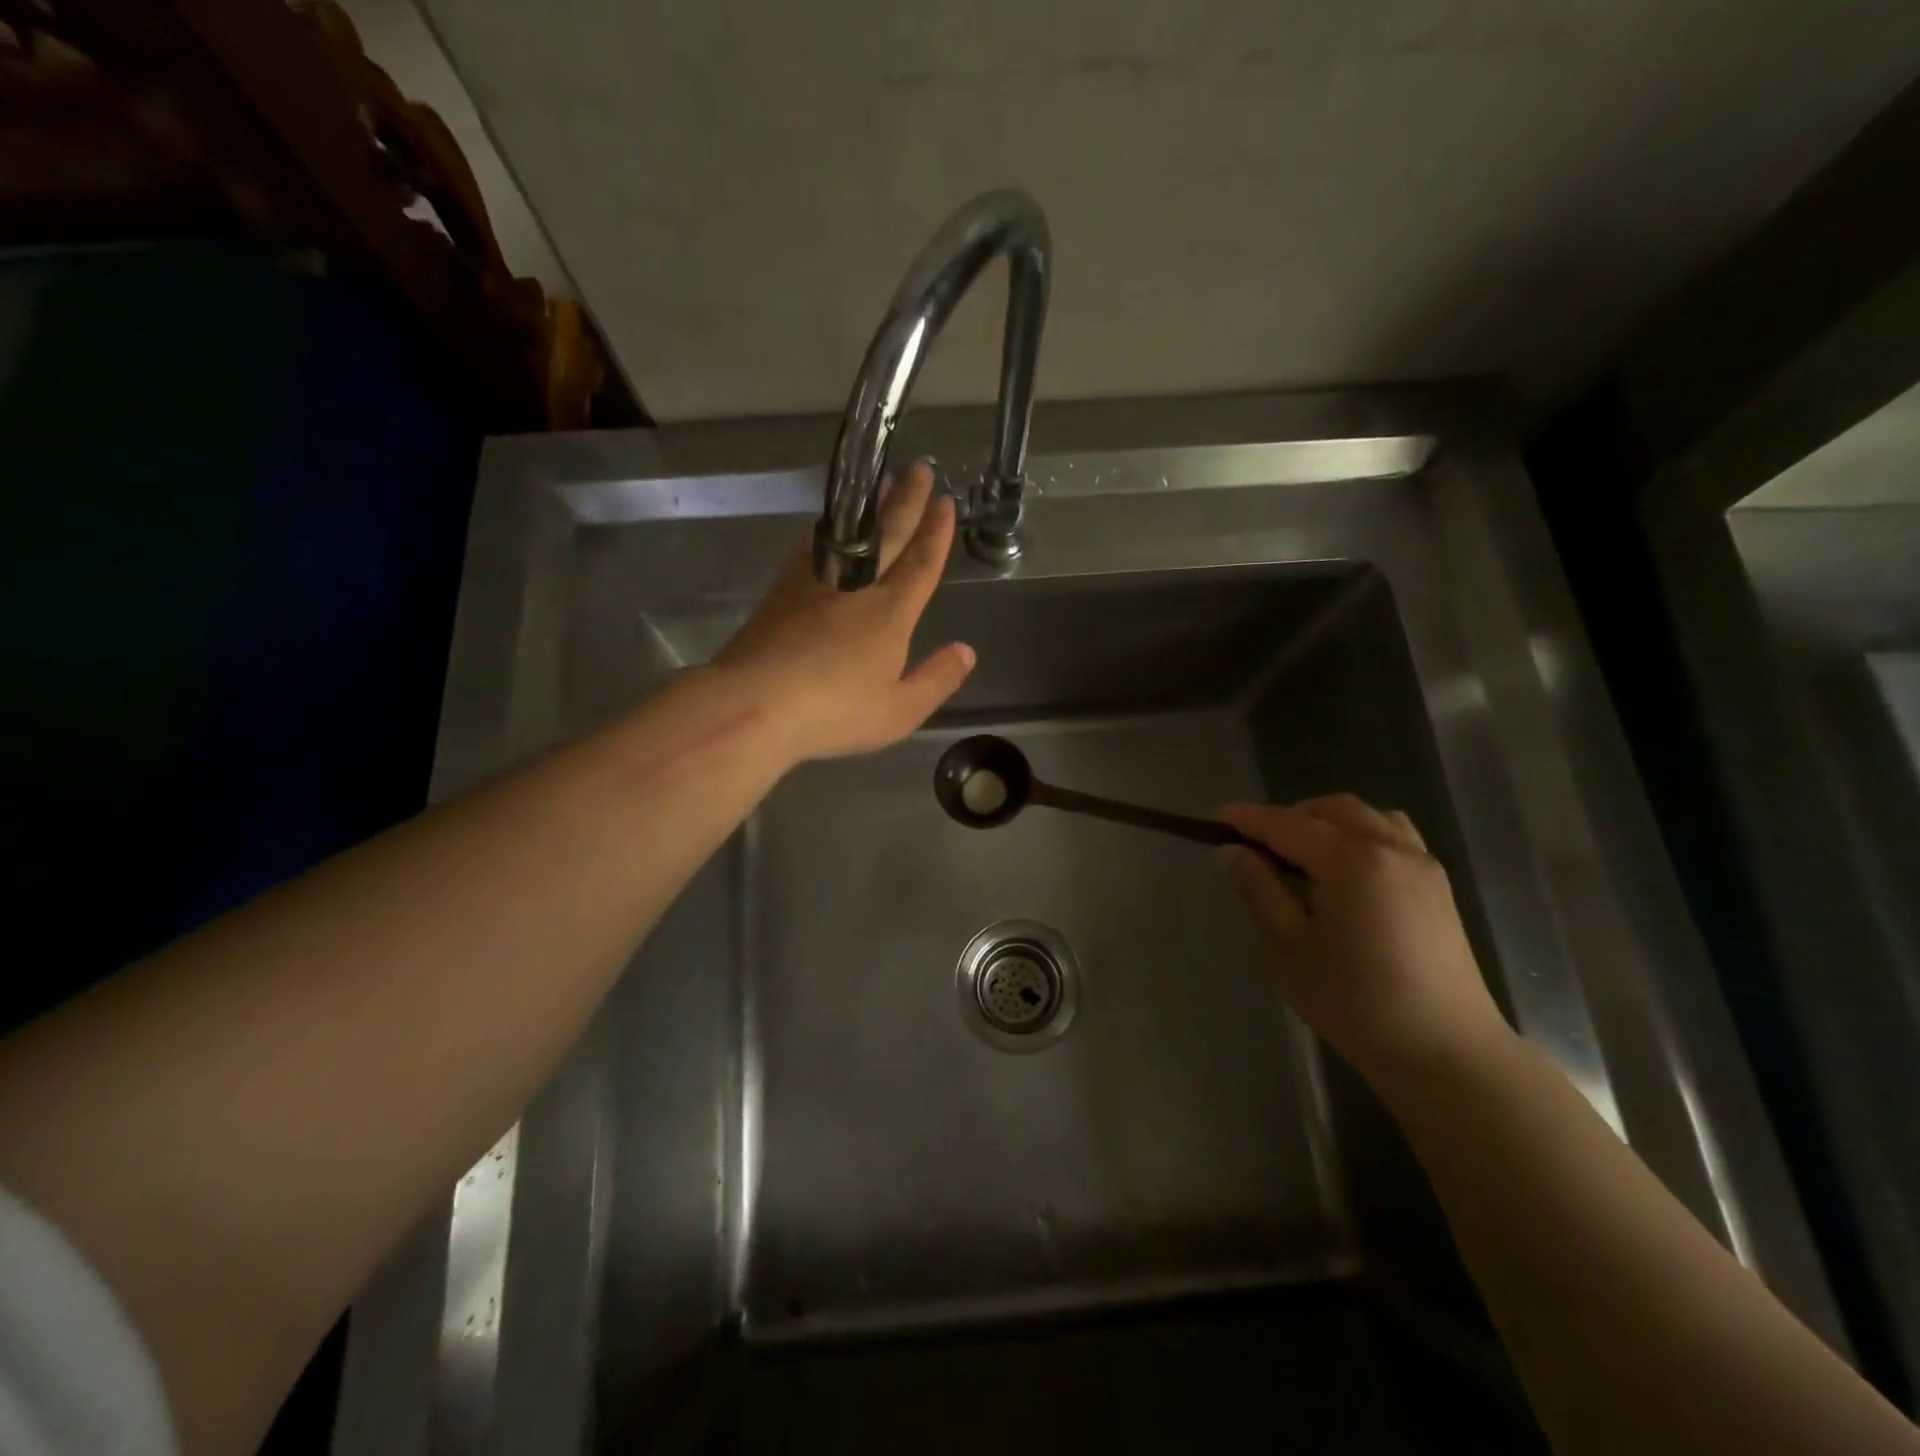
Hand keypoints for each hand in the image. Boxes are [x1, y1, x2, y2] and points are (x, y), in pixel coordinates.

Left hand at [717, 462, 975, 762]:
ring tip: (880, 482)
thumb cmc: (835, 711)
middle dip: (907, 502)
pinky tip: (827, 526)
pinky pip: (812, 547)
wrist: (755, 702)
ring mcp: (816, 583)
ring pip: (851, 534)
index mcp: (891, 613)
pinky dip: (826, 529)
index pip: (920, 563)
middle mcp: (857, 587)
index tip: (944, 502)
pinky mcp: (782, 589)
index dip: (935, 533)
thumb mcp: (899, 711)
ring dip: (870, 506)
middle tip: (919, 469)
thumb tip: (967, 651)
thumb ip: (937, 679)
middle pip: (888, 536)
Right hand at [1217, 796, 1512, 1089]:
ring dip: (1326, 822)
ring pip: (1365, 816)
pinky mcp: (1436, 885)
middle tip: (1256, 846)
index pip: (1286, 824)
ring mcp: (1420, 864)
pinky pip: (1392, 835)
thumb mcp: (1289, 948)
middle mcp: (1389, 848)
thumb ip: (1258, 890)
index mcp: (1350, 861)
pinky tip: (1345, 871)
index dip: (1248, 819)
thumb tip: (1231, 852)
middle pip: (1330, 810)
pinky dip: (1360, 834)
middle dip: (1288, 817)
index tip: (1216, 818)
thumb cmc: (1355, 1002)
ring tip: (1300, 856)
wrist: (1445, 1052)